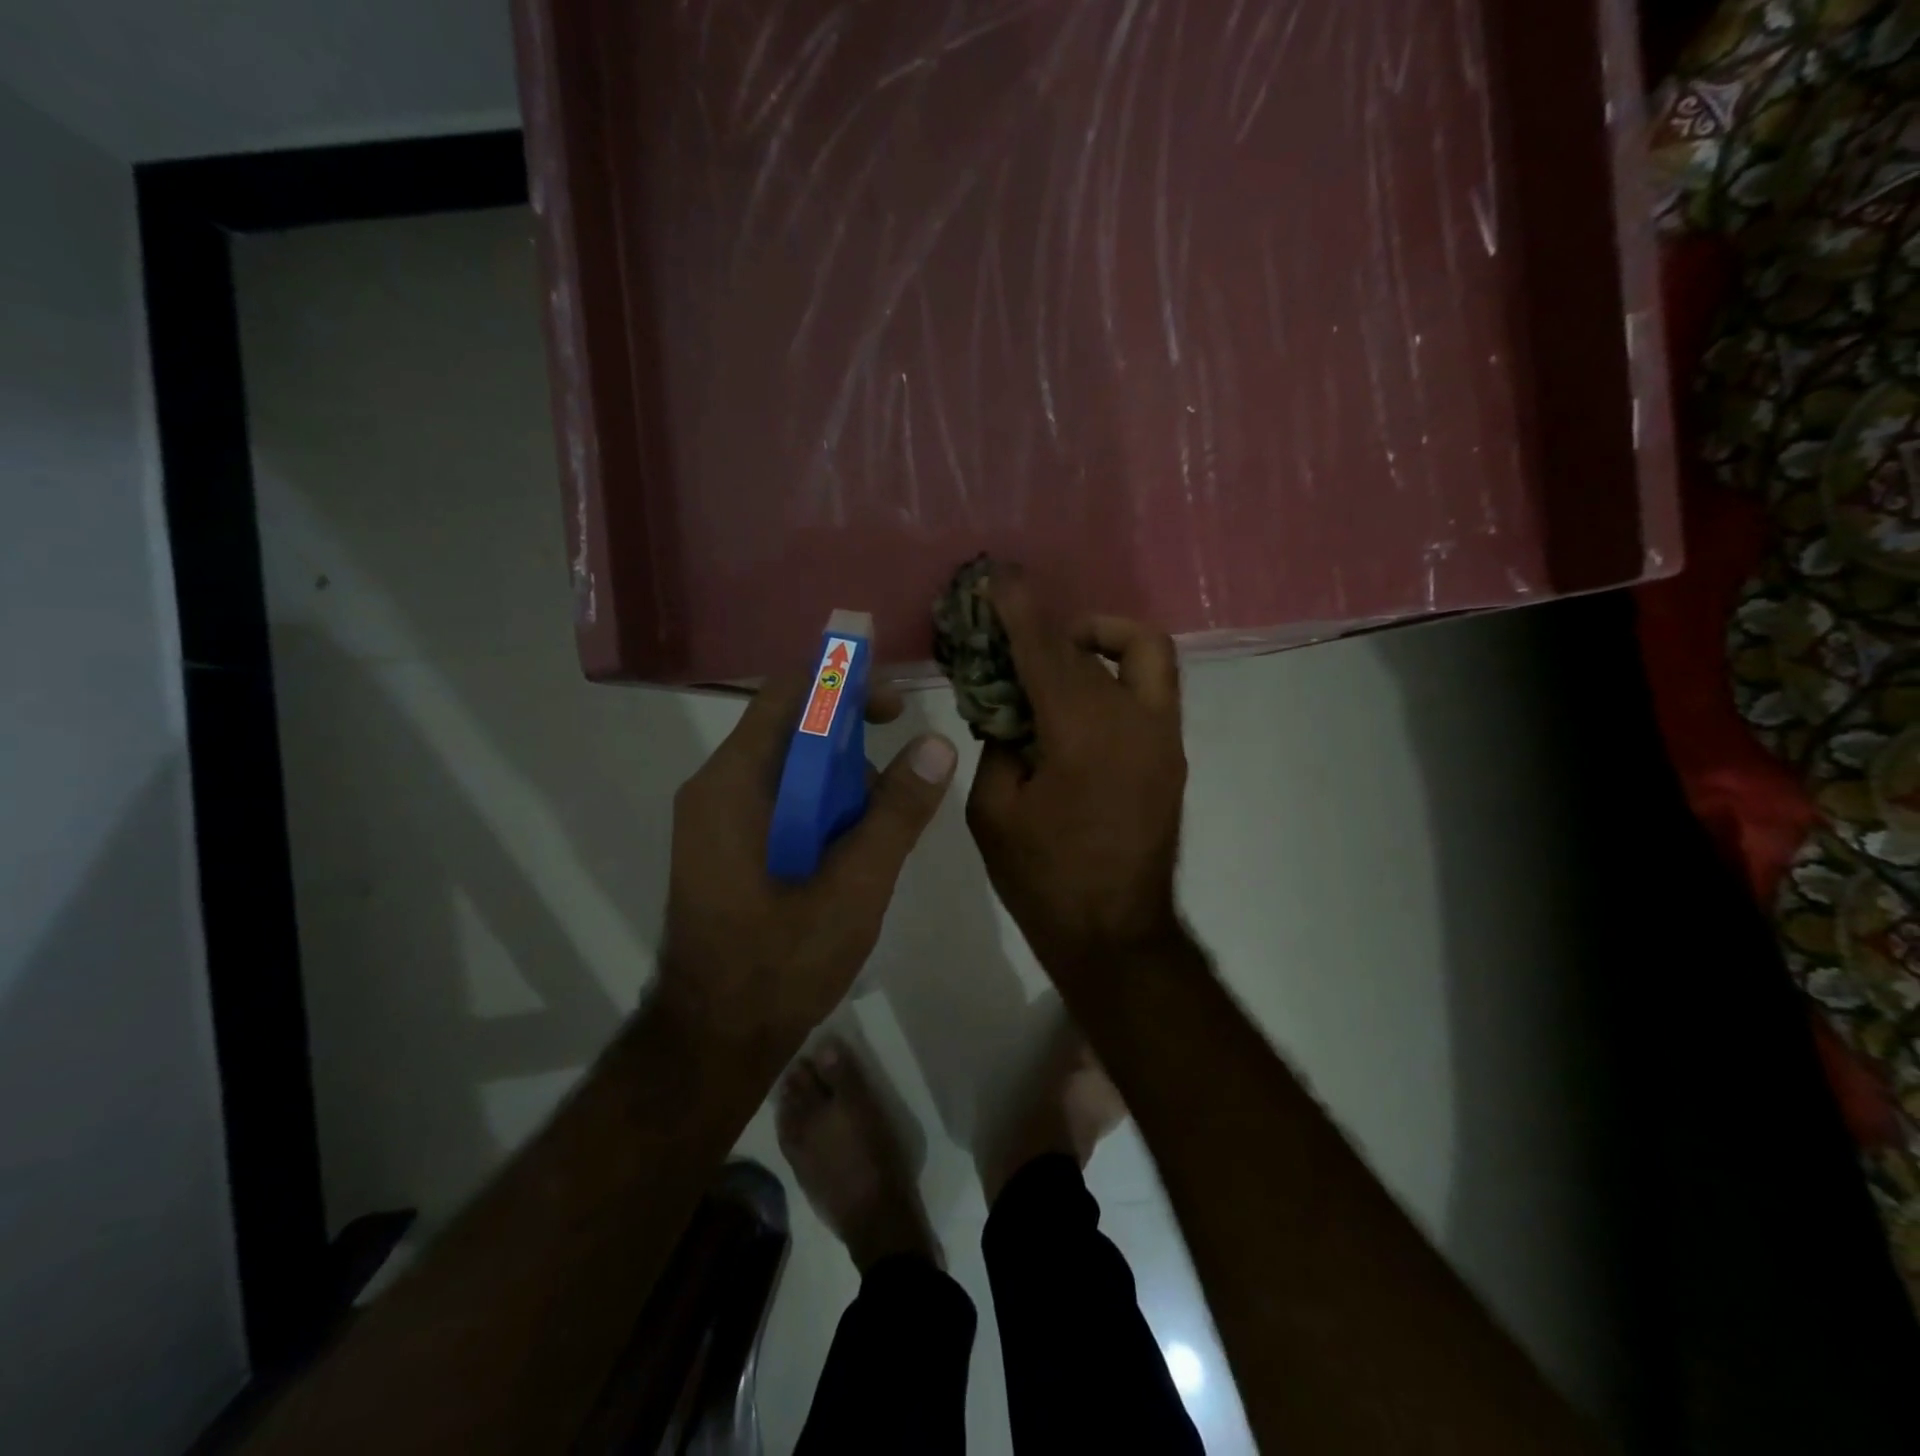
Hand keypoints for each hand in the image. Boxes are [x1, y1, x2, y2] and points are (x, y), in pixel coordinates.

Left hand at [659, 673, 957, 1052]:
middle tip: (903, 762)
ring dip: (839, 778)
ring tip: (882, 820)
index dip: (844, 683)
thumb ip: (897, 814)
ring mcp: (715, 820)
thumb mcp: (855, 886)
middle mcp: (715, 789)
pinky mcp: (725, 848)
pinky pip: (778, 802)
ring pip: (787, 769)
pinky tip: (853, 846)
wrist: (714, 1040)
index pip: (789, 696)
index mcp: (734, 784)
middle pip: (789, 730)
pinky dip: (821, 806)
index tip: (896, 703)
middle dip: (850, 737)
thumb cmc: (781, 962)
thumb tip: (938, 745)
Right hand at [966, 573, 1187, 984]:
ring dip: (1101, 638)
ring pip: (1146, 652)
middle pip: (1095, 644)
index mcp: (1082, 734)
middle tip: (1015, 633)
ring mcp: (1164, 737)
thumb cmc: (1043, 879)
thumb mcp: (993, 812)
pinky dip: (1116, 673)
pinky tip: (1079, 701)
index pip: (1045, 651)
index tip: (998, 578)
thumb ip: (998, 746)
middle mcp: (1134, 721)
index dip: (1018, 610)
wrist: (1115, 933)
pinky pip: (1150, 688)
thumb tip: (1009, 712)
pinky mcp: (1172, 755)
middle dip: (1051, 627)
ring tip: (1058, 657)